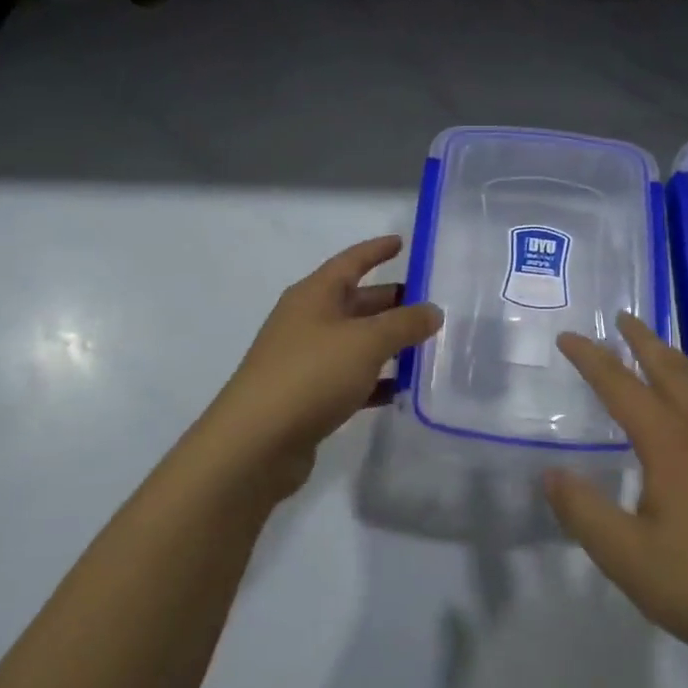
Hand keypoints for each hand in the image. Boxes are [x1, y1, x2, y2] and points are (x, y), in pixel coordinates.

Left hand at [194, 236, 441, 501]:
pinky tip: (403, 389)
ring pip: (355, 342)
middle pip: (356, 302)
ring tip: (426, 345)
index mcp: (314, 295)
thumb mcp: (365, 343)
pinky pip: (350, 378)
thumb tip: (432, 311)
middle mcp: (307, 321)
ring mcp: (305, 360)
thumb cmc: (311, 375)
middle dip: (391, 301)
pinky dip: (375, 380)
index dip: (377, 251)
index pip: (351, 261)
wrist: (255, 444)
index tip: (403, 243)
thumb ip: (404, 324)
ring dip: (388, 343)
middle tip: (431, 304)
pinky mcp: (307, 396)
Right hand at [543, 314, 687, 674]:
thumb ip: (584, 512)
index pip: (621, 387)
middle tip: (622, 318)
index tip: (568, 336)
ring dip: (674, 359)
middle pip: (670, 369)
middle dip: (642, 340)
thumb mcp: (629, 558)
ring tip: (658, 349)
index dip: (591, 359)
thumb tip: (551, 474)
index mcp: (672, 443)